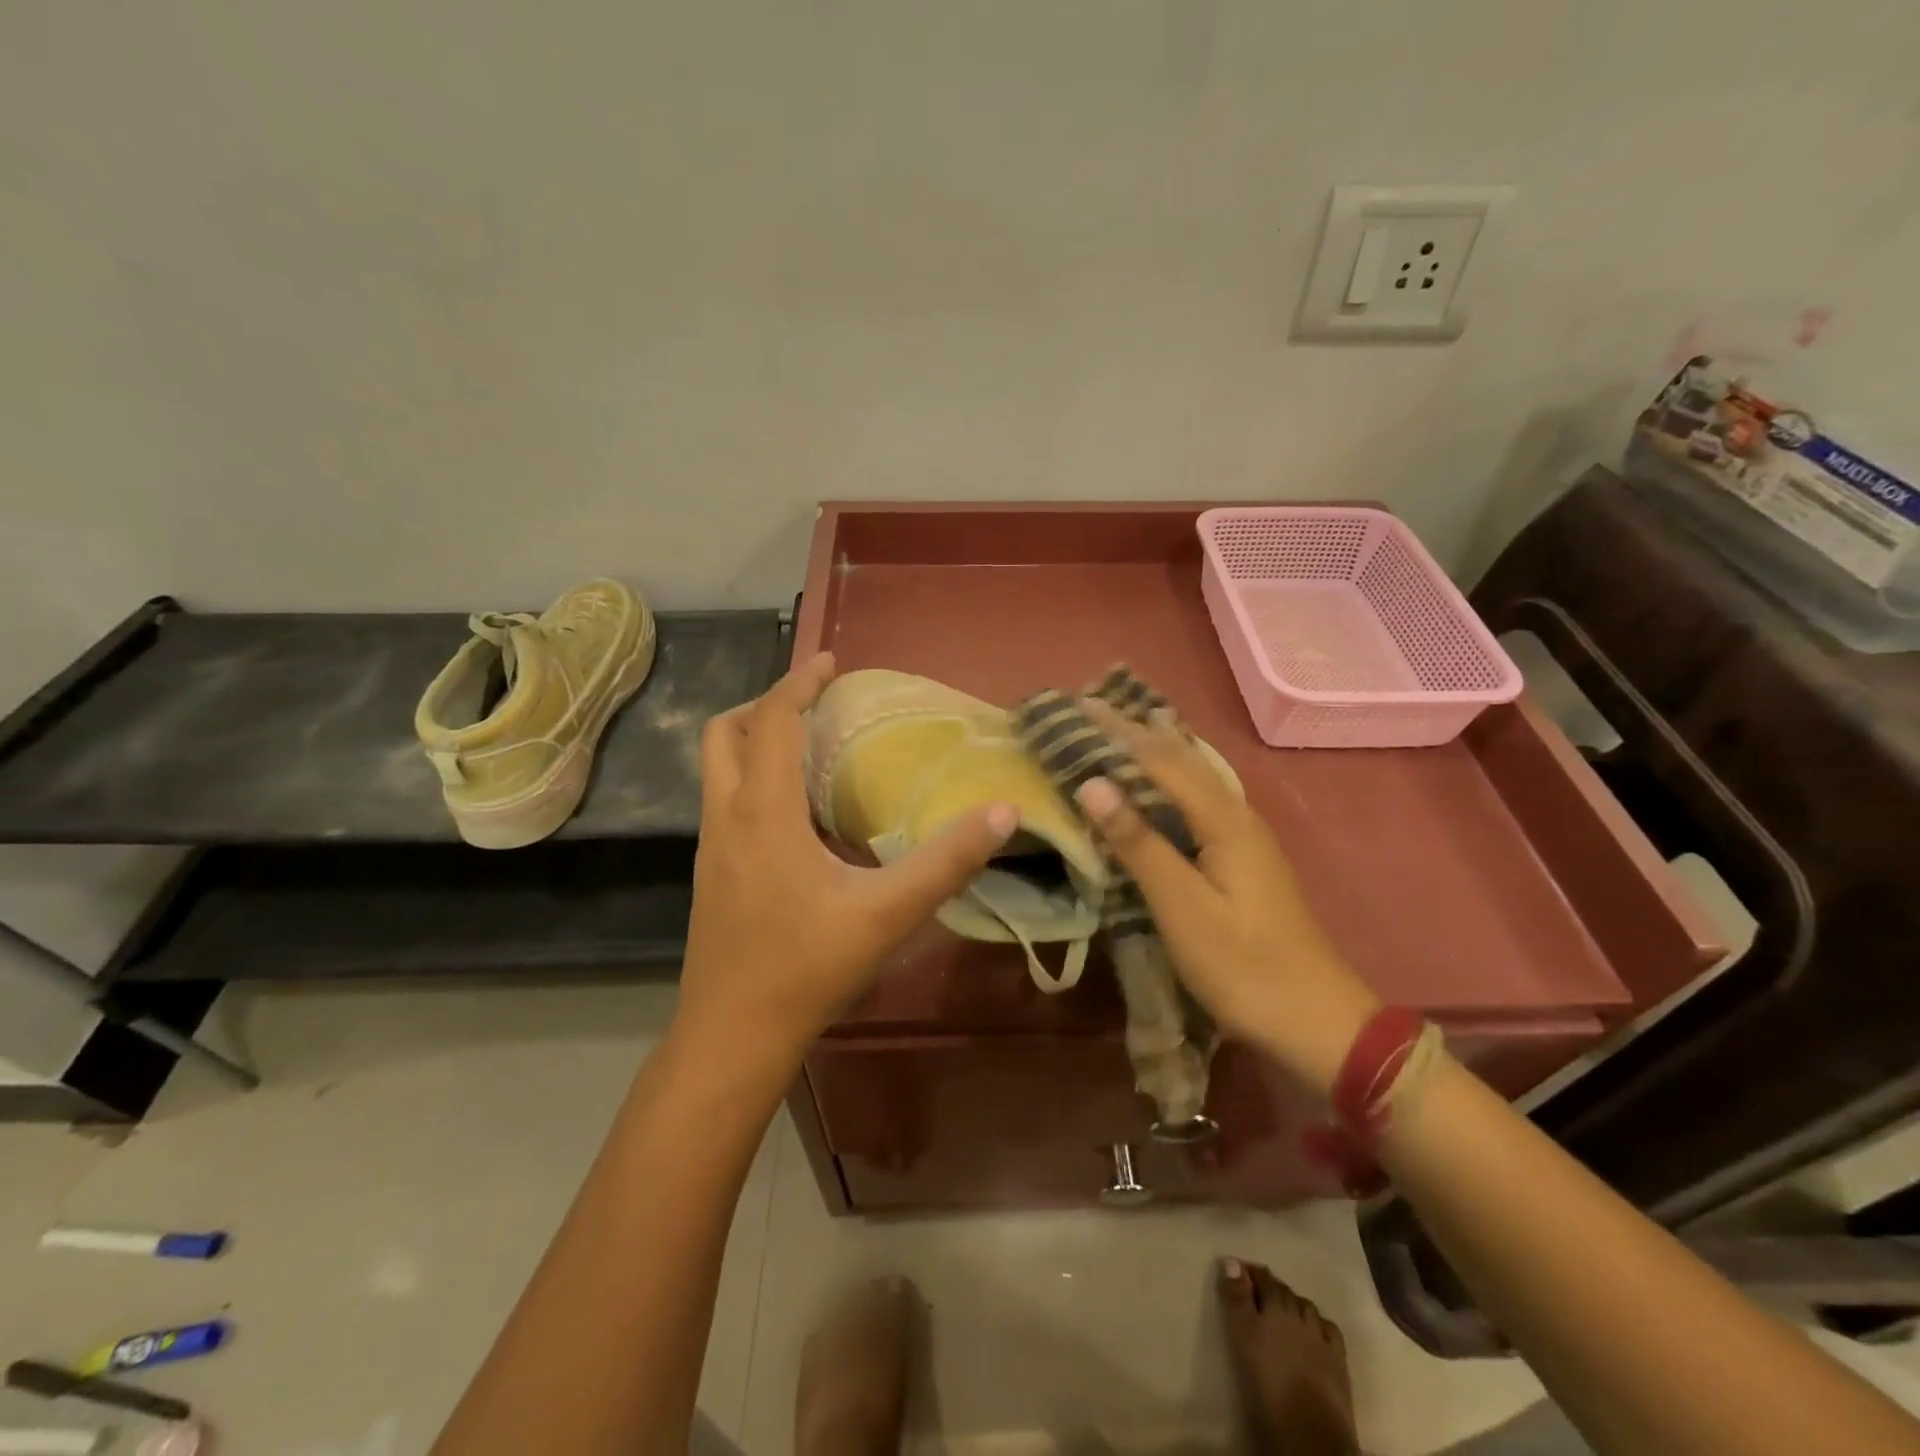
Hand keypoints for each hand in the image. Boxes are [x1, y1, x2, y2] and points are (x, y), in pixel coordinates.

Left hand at [675, 653, 1016, 1065]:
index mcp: (762, 812)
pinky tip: (800, 815)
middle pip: (725, 733)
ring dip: (756, 742)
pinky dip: (755, 780)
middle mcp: (727, 817)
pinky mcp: (712, 873)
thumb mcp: (886, 914)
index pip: (771, 721)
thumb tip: (1000, 812)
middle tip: (816, 706)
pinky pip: (726, 801)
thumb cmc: (805, 969)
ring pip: (718, 768)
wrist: (732, 1037)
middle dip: (766, 705)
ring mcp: (711, 847)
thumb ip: (945, 862)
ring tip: (812, 750)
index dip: (799, 682)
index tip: (831, 661)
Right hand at [1074, 704, 1380, 1097]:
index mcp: (1224, 820)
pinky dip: (1167, 780)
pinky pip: (1197, 800)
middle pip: (1181, 759)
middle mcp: (1237, 815)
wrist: (1319, 1022)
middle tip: (1092, 706)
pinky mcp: (1242, 859)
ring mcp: (1244, 837)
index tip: (1079, 704)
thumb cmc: (1244, 966)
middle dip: (1136, 730)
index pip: (1161, 759)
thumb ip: (1139, 843)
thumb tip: (1093, 783)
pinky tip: (1157, 784)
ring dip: (1153, 749)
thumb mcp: (1182, 907)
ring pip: (1192, 776)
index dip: (1118, 731)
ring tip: (1119, 729)